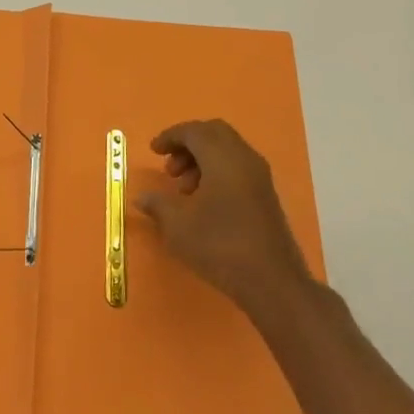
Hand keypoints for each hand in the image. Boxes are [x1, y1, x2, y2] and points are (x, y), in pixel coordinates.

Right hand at [136, 119, 310, 315]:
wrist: (271, 281)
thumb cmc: (219, 246)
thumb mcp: (178, 226)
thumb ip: (158, 205)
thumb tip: (142, 198)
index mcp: (223, 157)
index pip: (194, 131)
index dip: (170, 136)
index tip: (153, 151)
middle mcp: (244, 158)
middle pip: (214, 133)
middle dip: (188, 144)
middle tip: (170, 168)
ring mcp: (259, 176)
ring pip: (227, 150)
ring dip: (202, 159)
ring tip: (184, 190)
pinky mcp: (266, 195)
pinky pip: (237, 167)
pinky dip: (217, 171)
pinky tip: (204, 202)